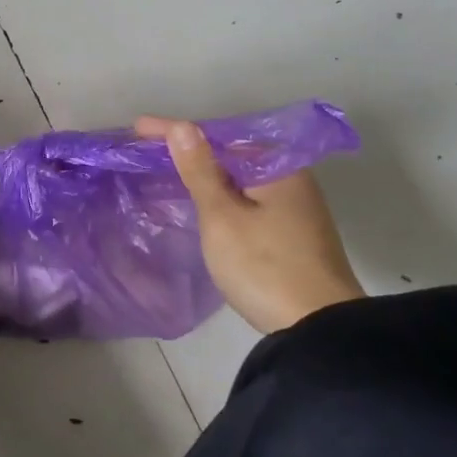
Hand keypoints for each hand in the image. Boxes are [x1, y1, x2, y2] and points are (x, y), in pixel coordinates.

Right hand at [137, 116, 365, 334]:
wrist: (319, 328)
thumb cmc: (264, 266)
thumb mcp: (222, 217)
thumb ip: (201, 171)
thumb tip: (184, 127)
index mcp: (277, 168)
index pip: (218, 138)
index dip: (175, 132)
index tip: (138, 128)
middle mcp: (292, 179)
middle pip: (232, 154)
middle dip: (191, 150)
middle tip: (150, 150)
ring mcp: (296, 208)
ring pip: (241, 178)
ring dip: (207, 173)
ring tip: (169, 171)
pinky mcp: (294, 232)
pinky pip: (249, 198)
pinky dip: (223, 194)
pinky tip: (203, 200)